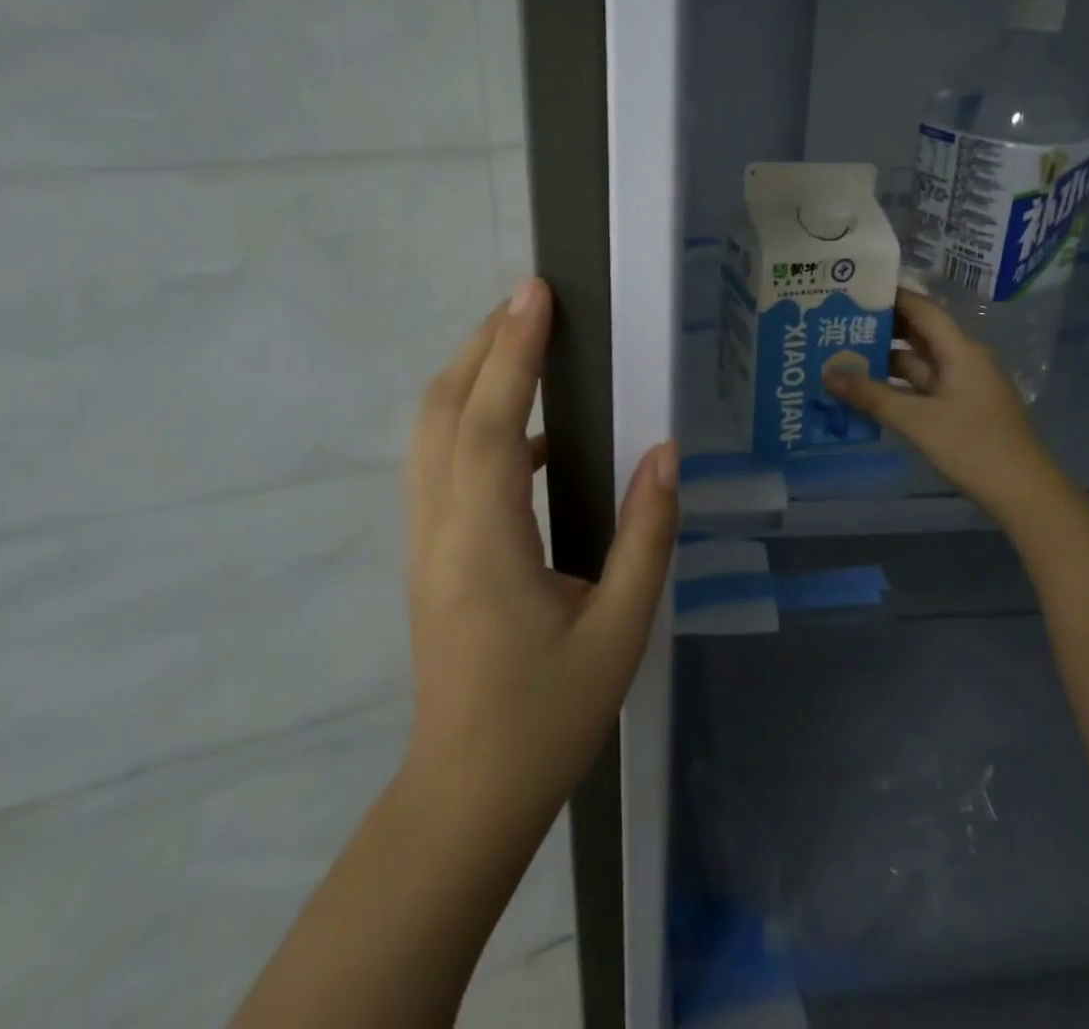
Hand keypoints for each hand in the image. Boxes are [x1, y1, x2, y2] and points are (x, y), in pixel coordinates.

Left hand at [403, 277, 676, 826]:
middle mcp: (440, 528)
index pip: (491, 422)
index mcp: (484, 543)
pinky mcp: (430, 553)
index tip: (535, 294)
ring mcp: (425, 540)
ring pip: (432, 433)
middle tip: (529, 301)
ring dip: (471, 376)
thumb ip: (645, 536)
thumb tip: (663, 454)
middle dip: (481, 345)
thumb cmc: (547, 717)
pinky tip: (527, 435)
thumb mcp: (619, 631)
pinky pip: (443, 464)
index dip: (512, 351)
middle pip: (443, 410)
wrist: (466, 794)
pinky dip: (475, 422)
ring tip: (522, 343)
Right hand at [824, 287, 1057, 524]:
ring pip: (919, 364)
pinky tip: (868, 392)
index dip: (890, 297)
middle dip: (881, 329)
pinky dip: (897, 387)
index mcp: (961, 351)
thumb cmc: (973, 447)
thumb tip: (828, 374)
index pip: (922, 309)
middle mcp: (964, 360)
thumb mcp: (917, 421)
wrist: (1024, 495)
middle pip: (919, 334)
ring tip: (842, 356)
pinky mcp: (962, 410)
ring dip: (885, 361)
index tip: (854, 290)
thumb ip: (871, 396)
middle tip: (838, 323)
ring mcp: (964, 387)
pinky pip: (923, 388)